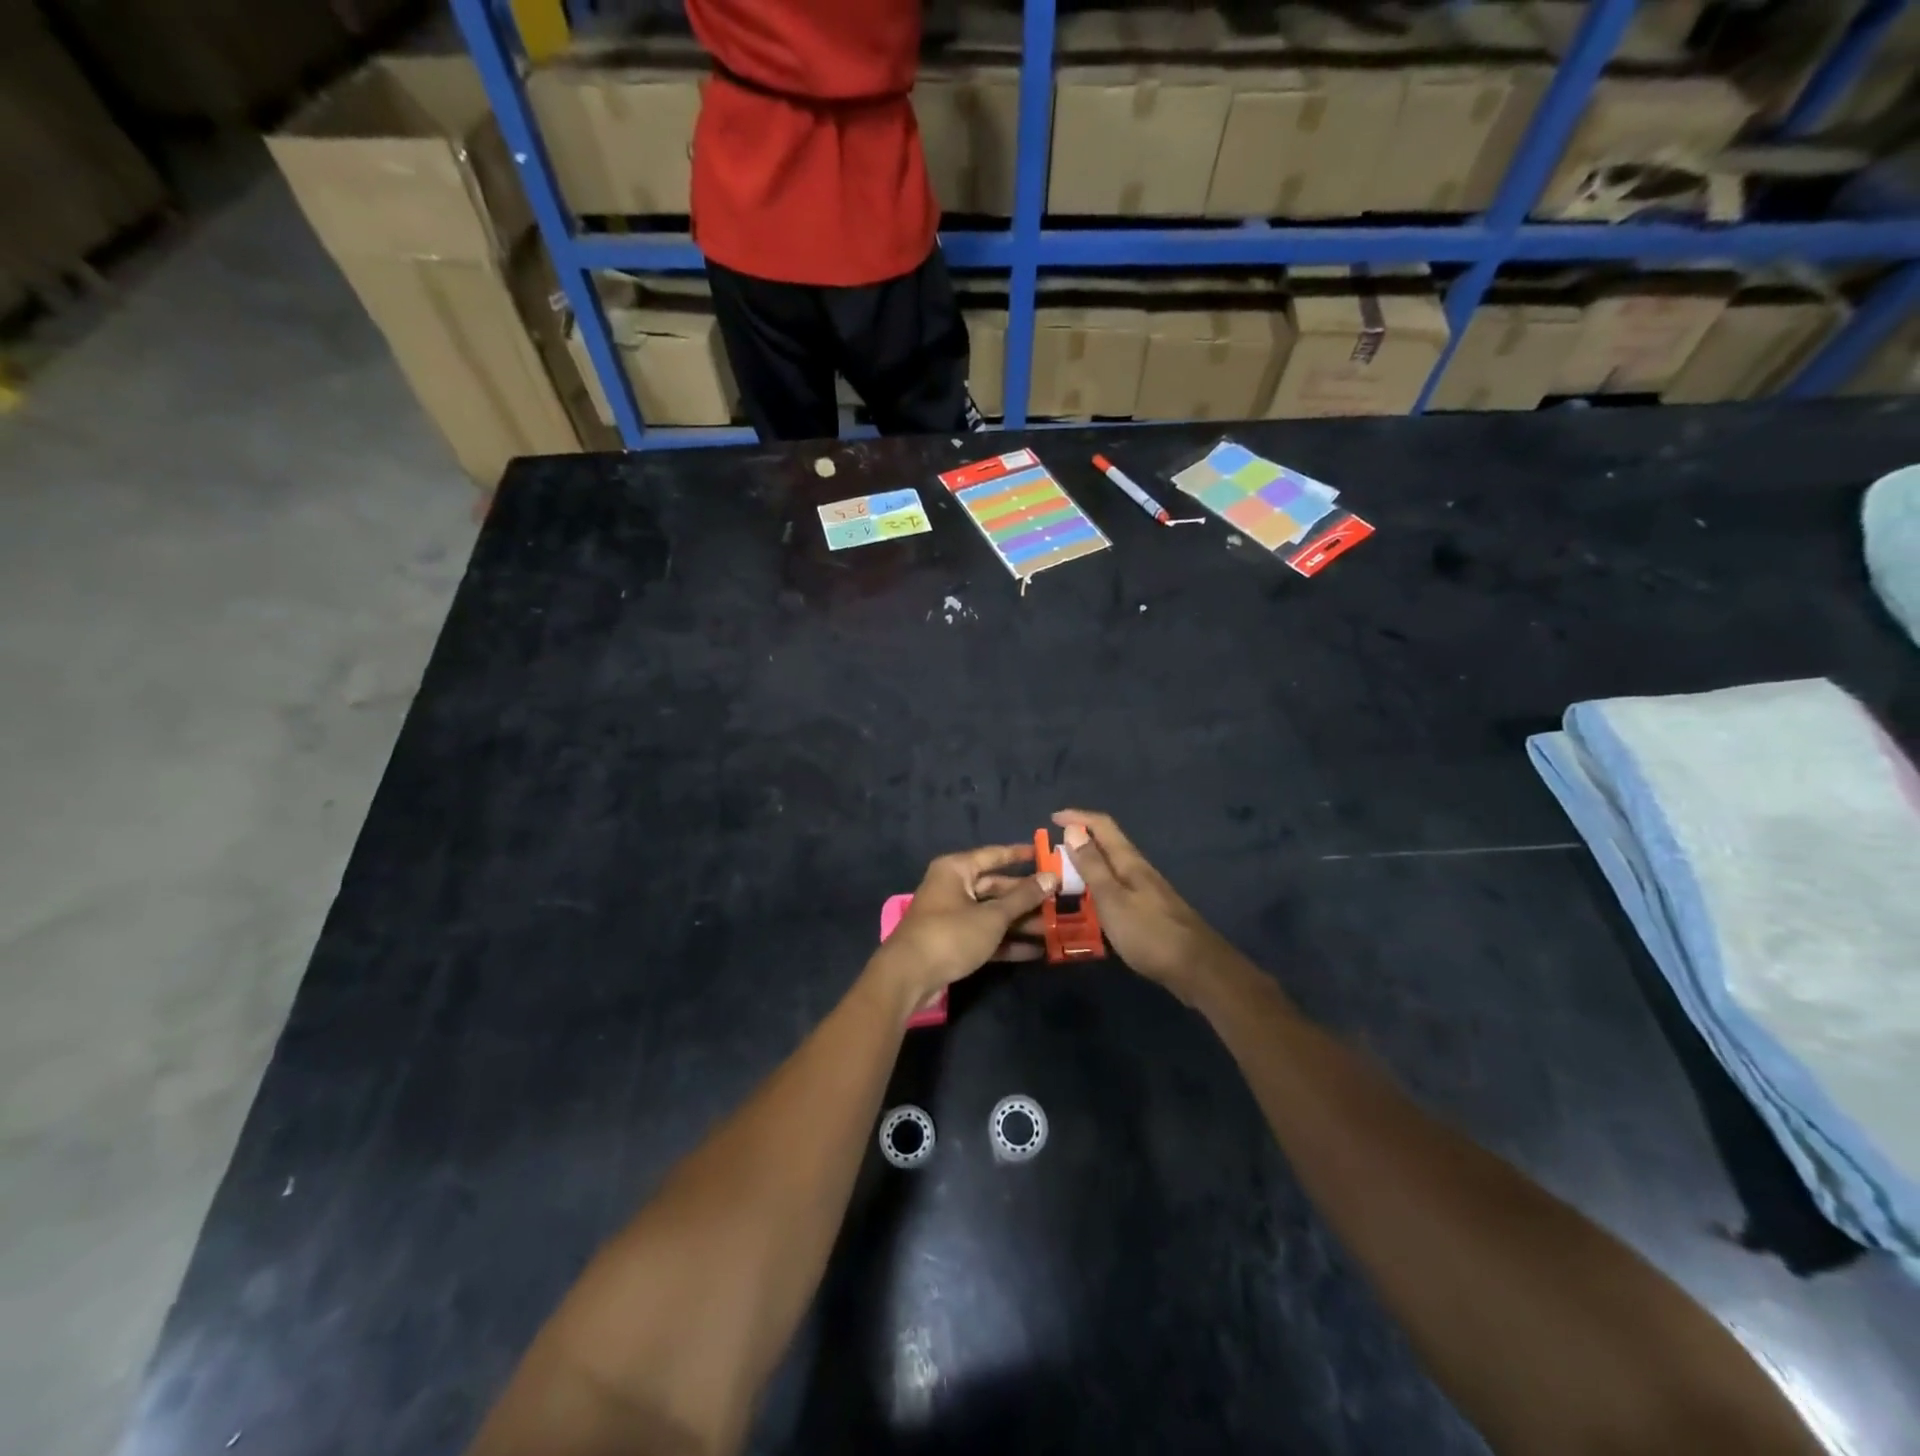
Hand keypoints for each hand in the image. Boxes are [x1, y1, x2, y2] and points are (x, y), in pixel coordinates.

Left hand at [867, 844, 1056, 1015]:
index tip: (1045, 855)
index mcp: (956, 869)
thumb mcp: (992, 916)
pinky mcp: (954, 942)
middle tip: (1059, 900)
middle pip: (996, 887)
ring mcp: (952, 916)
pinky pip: (985, 935)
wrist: (909, 976)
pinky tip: (1036, 951)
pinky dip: (1007, 942)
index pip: (993, 855)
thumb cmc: (951, 934)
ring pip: (993, 914)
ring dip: (1021, 922)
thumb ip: (1023, 897)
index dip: (1020, 855)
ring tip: (1055, 929)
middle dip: (1027, 897)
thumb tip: (1051, 877)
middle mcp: (953, 887)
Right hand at [1053, 810, 1232, 1002]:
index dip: (1077, 817)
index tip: (1052, 819)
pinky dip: (1098, 889)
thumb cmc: (1149, 933)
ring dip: (1087, 867)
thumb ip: (1092, 866)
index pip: (1103, 826)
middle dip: (1079, 842)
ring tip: (1063, 880)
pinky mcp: (1149, 911)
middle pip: (1107, 845)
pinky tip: (1090, 906)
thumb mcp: (1112, 899)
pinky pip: (1116, 889)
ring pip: (1111, 868)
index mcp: (1130, 862)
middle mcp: (1139, 870)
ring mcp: (1146, 891)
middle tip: (1051, 856)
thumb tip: (1073, 830)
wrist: (1197, 969)